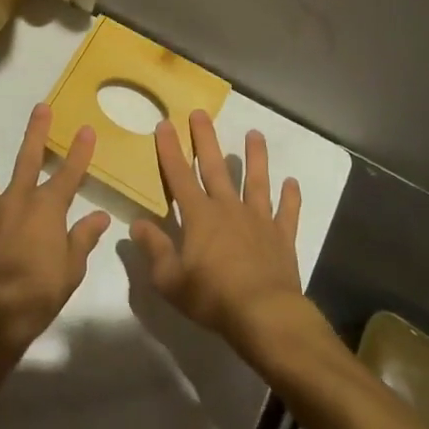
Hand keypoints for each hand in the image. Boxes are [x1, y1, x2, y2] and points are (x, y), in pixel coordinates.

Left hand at [0, 103, 111, 357]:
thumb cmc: (39, 293)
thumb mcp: (71, 269)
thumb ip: (82, 239)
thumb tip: (99, 217)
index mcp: (46, 210)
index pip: (69, 176)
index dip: (79, 153)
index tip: (86, 129)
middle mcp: (16, 201)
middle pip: (28, 161)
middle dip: (36, 133)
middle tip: (41, 106)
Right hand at [130, 110, 306, 360]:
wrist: (264, 315)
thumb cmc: (212, 296)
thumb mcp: (170, 279)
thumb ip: (154, 248)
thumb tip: (136, 224)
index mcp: (199, 215)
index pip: (179, 175)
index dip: (170, 149)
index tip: (164, 123)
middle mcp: (228, 208)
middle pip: (215, 167)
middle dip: (205, 139)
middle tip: (201, 113)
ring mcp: (258, 220)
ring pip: (256, 181)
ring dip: (255, 157)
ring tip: (255, 134)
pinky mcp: (281, 237)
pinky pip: (287, 212)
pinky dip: (290, 197)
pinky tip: (292, 183)